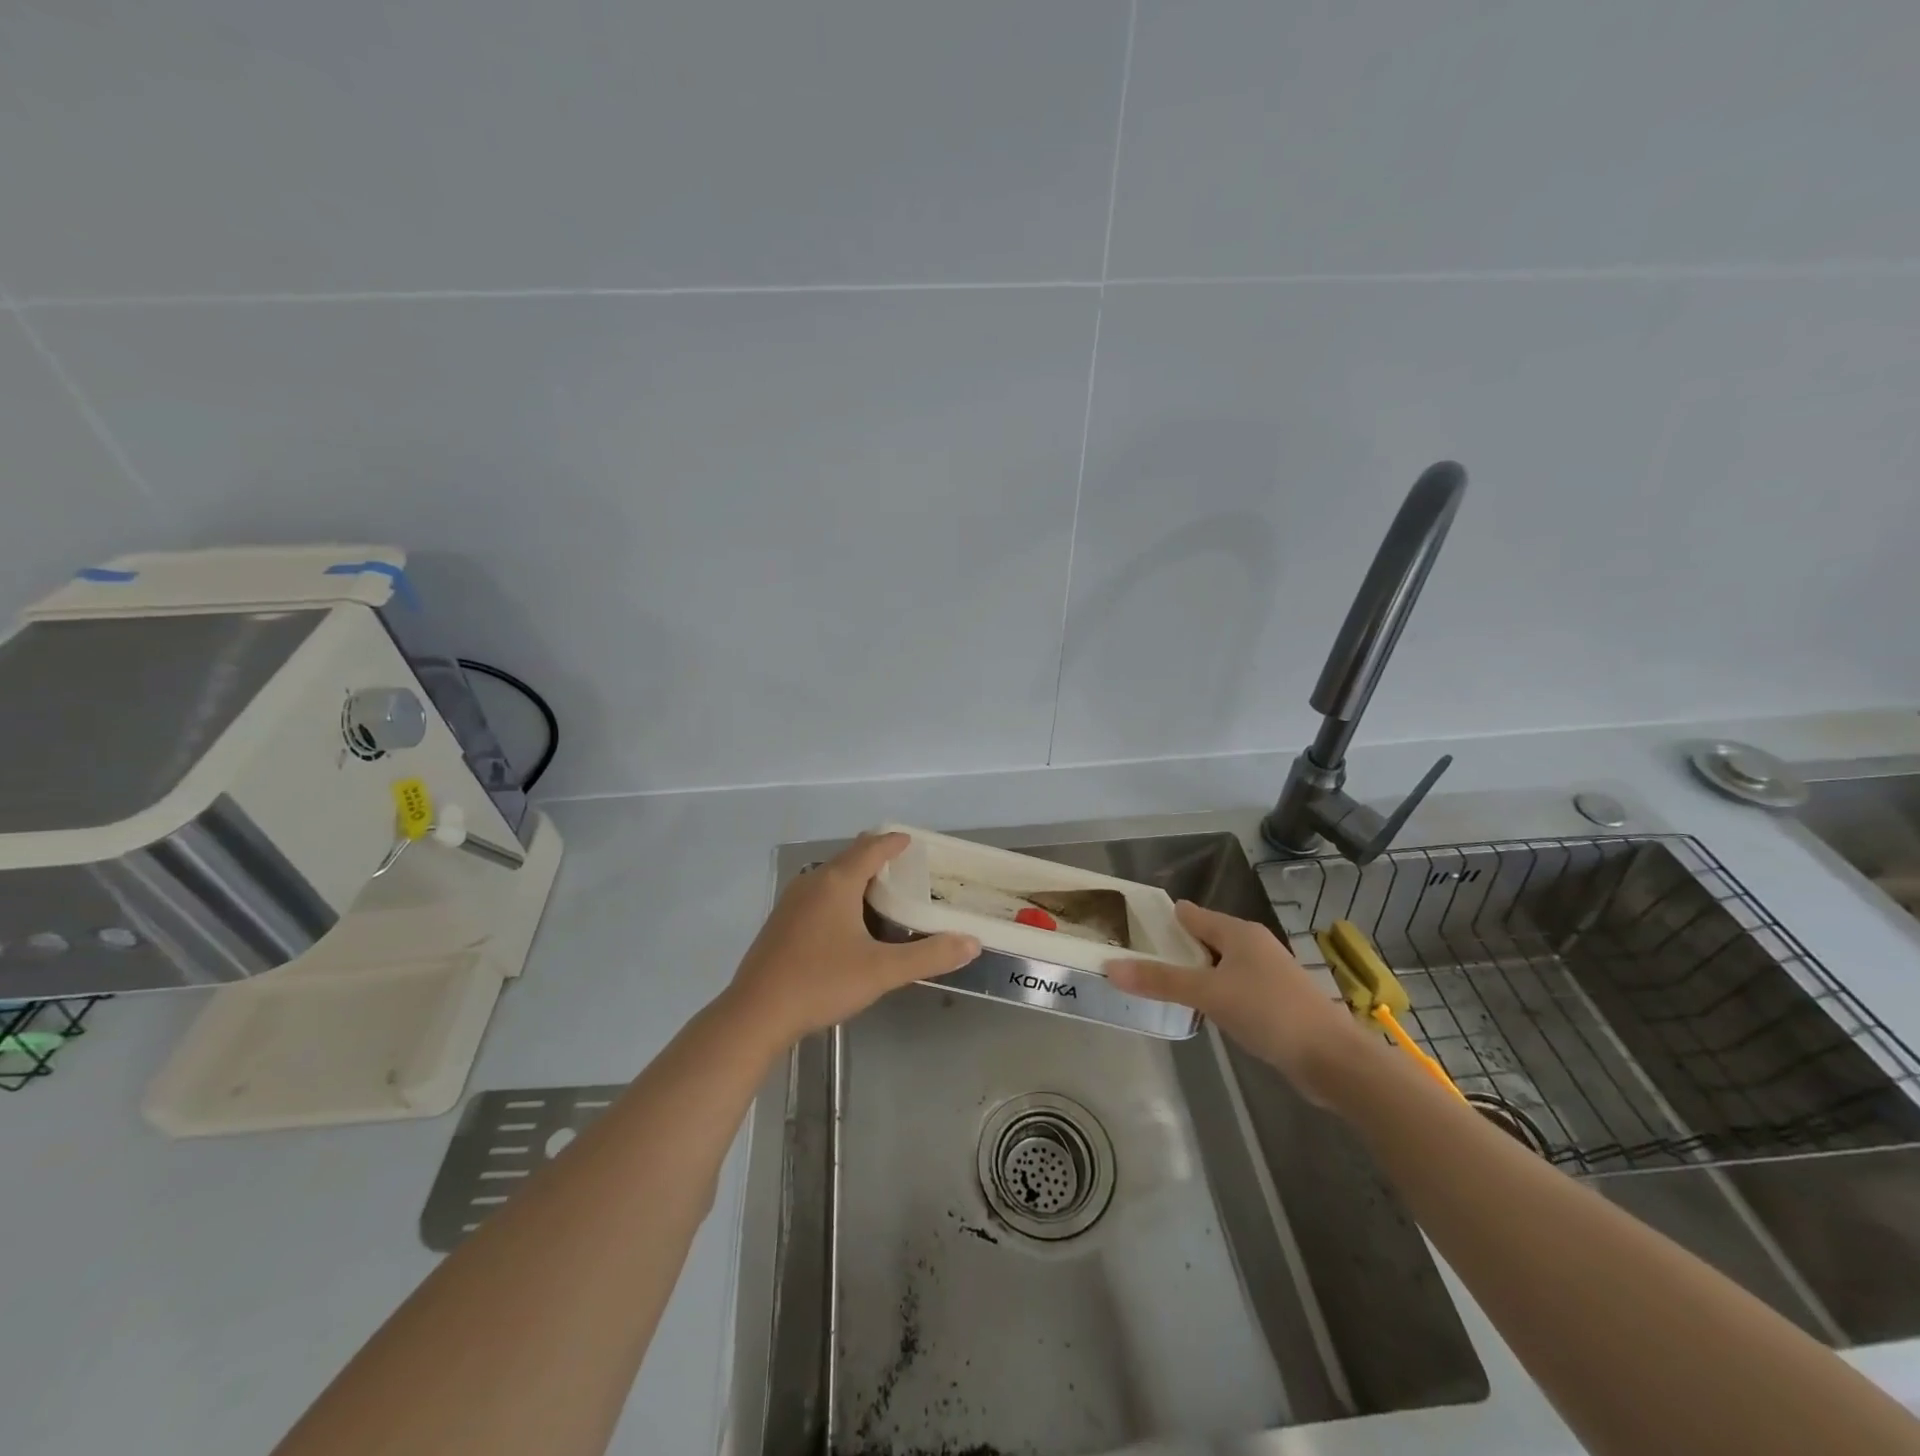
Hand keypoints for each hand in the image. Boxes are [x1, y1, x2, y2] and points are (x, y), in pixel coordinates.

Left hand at [724, 831, 980, 1048]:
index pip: (872, 848)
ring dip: (857, 876)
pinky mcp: (781, 922)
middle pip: (850, 857)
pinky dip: (840, 894)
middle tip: (905, 866)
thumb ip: (929, 956)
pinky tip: (848, 922)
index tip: (913, 841)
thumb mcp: (882, 971)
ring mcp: (792, 901)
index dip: (894, 842)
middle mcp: (813, 882)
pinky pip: (818, 894)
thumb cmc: (821, 983)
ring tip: (882, 891)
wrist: (755, 1014)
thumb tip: (971, 942)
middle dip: (877, 856)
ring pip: (831, 876)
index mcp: (837, 882)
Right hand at [1108, 901, 1371, 1103]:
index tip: (1130, 927)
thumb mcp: (1208, 994)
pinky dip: (1212, 991)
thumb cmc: (1268, 1012)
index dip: (1161, 918)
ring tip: (1158, 983)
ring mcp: (1266, 973)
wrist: (1332, 1059)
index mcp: (1238, 932)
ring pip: (1218, 964)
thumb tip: (1110, 967)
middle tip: (1135, 958)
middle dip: (1173, 947)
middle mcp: (1252, 945)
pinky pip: (1232, 986)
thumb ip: (1160, 981)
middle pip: (1204, 938)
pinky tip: (1199, 1008)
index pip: (1190, 914)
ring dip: (1193, 972)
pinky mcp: (1274, 1000)